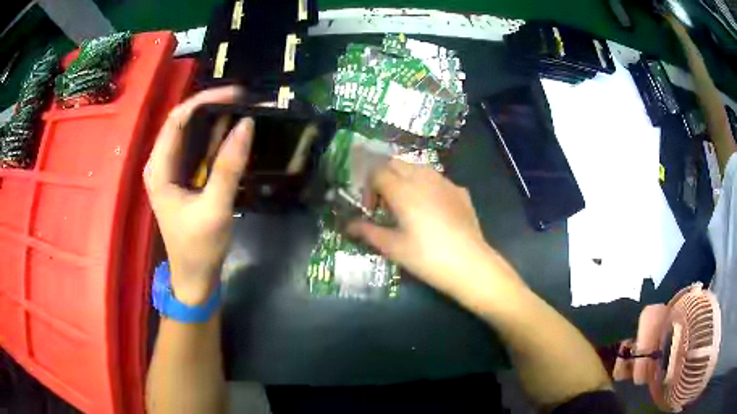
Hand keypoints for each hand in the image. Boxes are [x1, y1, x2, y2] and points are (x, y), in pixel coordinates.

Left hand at [144, 86, 252, 305]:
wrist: (195, 277)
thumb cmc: (200, 247)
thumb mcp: (215, 207)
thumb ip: (228, 166)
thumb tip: (247, 124)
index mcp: (159, 168)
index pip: (177, 119)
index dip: (205, 100)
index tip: (237, 95)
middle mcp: (161, 163)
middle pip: (182, 121)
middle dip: (212, 105)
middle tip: (244, 100)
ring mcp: (171, 170)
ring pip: (190, 132)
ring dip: (215, 119)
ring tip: (243, 109)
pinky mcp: (182, 177)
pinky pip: (196, 147)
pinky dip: (215, 137)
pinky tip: (233, 133)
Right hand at [348, 160, 517, 297]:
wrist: (471, 265)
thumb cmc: (427, 258)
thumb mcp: (393, 247)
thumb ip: (368, 232)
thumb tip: (349, 226)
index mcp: (403, 190)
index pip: (377, 173)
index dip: (368, 188)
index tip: (370, 209)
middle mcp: (423, 178)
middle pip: (396, 163)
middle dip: (385, 177)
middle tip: (385, 203)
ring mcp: (445, 182)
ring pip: (418, 167)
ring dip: (405, 178)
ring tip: (407, 204)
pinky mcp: (460, 191)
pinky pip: (437, 179)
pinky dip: (426, 186)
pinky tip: (431, 209)